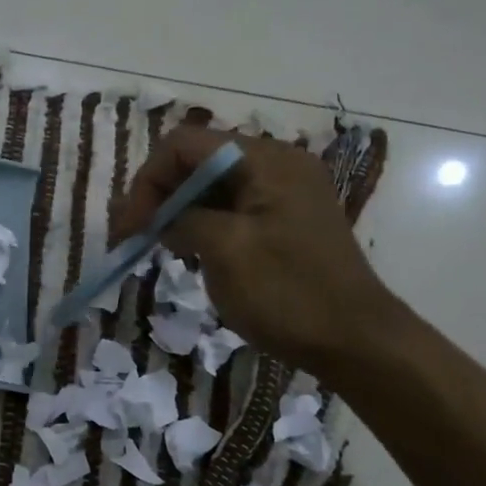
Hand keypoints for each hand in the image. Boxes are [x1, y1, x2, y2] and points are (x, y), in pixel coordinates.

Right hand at [114, 126, 395, 376]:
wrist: (355, 341)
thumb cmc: (287, 293)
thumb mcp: (226, 251)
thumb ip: (185, 220)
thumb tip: (163, 218)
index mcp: (266, 160)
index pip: (185, 144)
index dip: (148, 180)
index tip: (130, 227)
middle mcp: (278, 164)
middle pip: (200, 161)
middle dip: (161, 194)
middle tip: (135, 236)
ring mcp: (286, 193)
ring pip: (215, 186)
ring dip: (181, 210)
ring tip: (159, 245)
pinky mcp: (288, 221)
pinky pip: (235, 208)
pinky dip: (206, 223)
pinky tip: (191, 251)